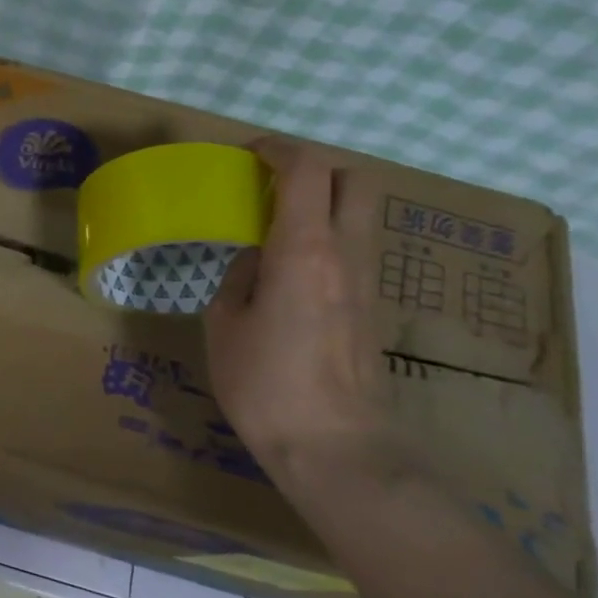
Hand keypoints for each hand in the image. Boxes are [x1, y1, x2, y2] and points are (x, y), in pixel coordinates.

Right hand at [202, 138, 397, 493]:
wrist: (335, 448)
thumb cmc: (265, 383)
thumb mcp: (224, 326)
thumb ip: (239, 278)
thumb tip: (256, 261)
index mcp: (304, 250)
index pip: (306, 170)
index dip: (278, 149)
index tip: (250, 154)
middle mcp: (346, 255)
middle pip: (352, 180)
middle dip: (315, 169)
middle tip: (272, 186)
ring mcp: (368, 282)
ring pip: (358, 216)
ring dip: (322, 206)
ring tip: (275, 229)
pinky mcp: (373, 309)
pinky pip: (353, 251)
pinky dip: (326, 239)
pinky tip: (291, 272)